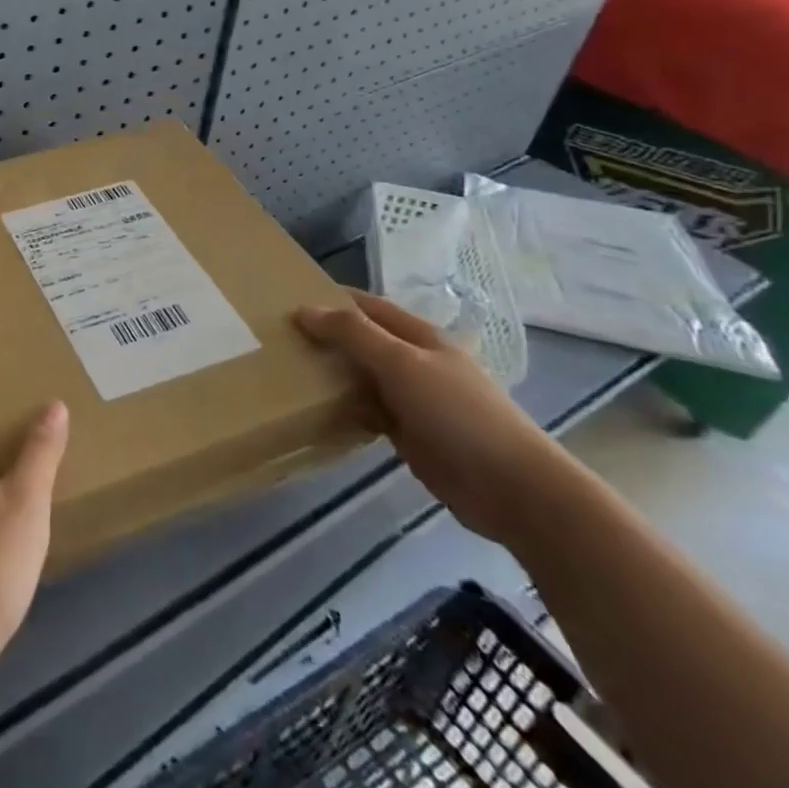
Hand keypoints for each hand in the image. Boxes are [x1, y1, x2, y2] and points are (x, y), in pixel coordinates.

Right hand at [296, 289, 573, 544]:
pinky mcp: (408, 433)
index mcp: (418, 336)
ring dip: (330, 373)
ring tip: (285, 370)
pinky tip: (314, 410)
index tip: (286, 299)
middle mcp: (413, 362)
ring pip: (360, 377)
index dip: (331, 299)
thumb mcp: (401, 364)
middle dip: (324, 337)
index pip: (367, 306)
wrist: (513, 488)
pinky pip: (365, 411)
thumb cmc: (458, 413)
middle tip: (275, 338)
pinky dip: (342, 408)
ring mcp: (412, 399)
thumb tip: (303, 310)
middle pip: (361, 341)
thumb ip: (353, 334)